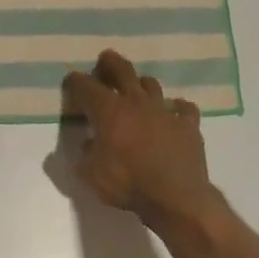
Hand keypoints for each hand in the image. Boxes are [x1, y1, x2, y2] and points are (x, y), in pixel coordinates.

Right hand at [63, 50, 219, 231]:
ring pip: (152, 85)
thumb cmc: (128, 183)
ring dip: (142, 84)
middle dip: (110, 63)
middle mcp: (136, 102)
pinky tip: (175, 113)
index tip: (70, 81)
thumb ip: (82, 157)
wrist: (176, 197)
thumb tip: (85, 144)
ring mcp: (165, 111)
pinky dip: (178, 108)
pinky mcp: (188, 125)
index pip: (86, 85)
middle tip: (105, 60)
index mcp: (108, 110)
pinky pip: (184, 109)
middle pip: (122, 70)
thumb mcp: (90, 175)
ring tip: (137, 89)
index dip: (75, 81)